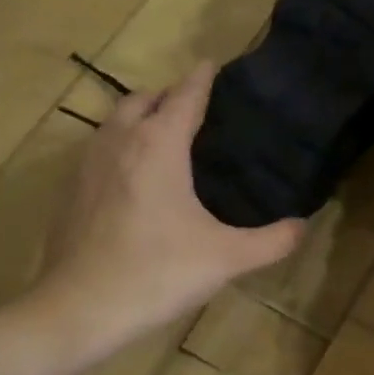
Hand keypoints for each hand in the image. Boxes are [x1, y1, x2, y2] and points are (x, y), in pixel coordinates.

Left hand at [0, 63, 303, 374]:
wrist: (80, 309)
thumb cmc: (158, 274)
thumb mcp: (228, 259)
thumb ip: (273, 240)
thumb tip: (302, 225)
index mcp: (159, 146)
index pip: (184, 96)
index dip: (203, 79)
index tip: (215, 65)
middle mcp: (120, 142)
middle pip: (143, 100)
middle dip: (169, 96)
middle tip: (196, 110)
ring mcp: (88, 165)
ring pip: (115, 122)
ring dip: (140, 117)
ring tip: (166, 137)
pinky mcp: (71, 191)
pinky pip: (100, 149)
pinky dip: (121, 145)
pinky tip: (135, 179)